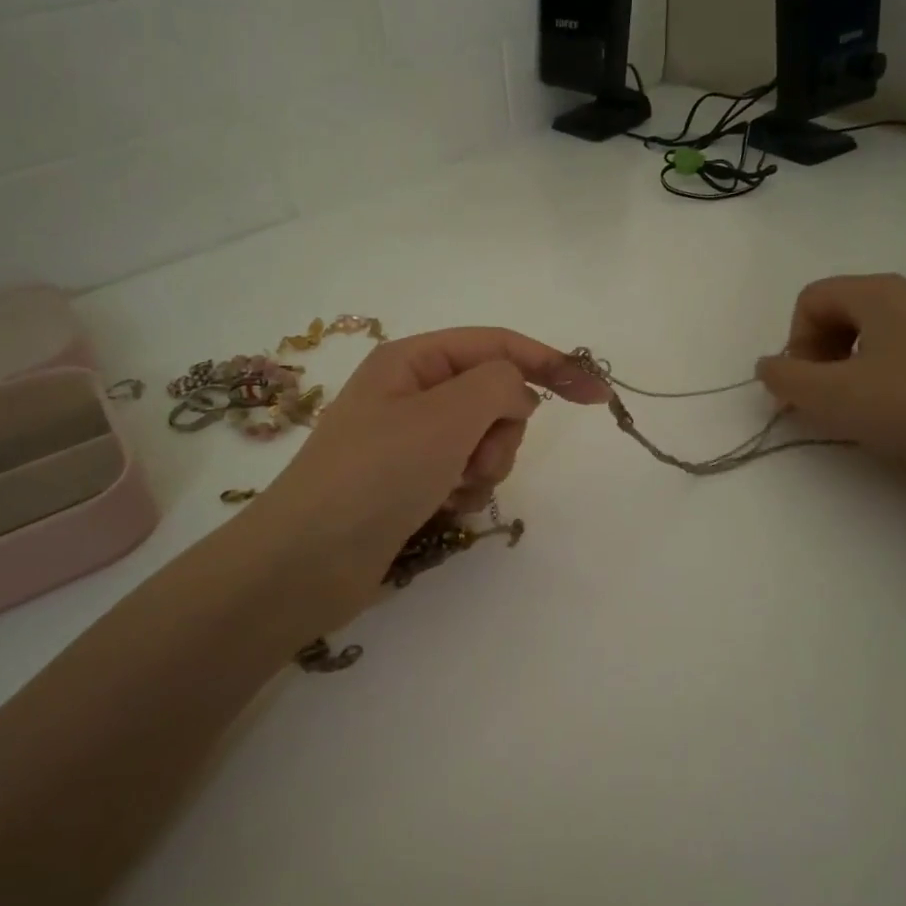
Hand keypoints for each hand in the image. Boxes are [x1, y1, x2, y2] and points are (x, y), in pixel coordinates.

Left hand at [227, 328, 609, 634]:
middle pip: (494, 396)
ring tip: (452, 490)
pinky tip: (442, 510)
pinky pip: (464, 473)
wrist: (307, 561)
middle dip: (501, 431)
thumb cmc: (376, 475)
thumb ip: (499, 385)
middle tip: (475, 460)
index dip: (551, 363)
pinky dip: (466, 491)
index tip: (597, 395)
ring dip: (485, 466)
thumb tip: (517, 393)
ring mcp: (410, 439)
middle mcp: (412, 392)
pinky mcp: (410, 481)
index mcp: (413, 360)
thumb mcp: (445, 415)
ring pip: (484, 439)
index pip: (498, 345)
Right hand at [756, 275, 905, 490]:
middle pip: (849, 309)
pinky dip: (905, 368)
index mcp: (880, 292)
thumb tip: (770, 366)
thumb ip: (785, 378)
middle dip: (826, 351)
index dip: (796, 342)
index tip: (806, 386)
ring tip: (870, 405)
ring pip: (889, 328)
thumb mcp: (829, 397)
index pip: (813, 298)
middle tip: (829, 397)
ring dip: (862, 361)